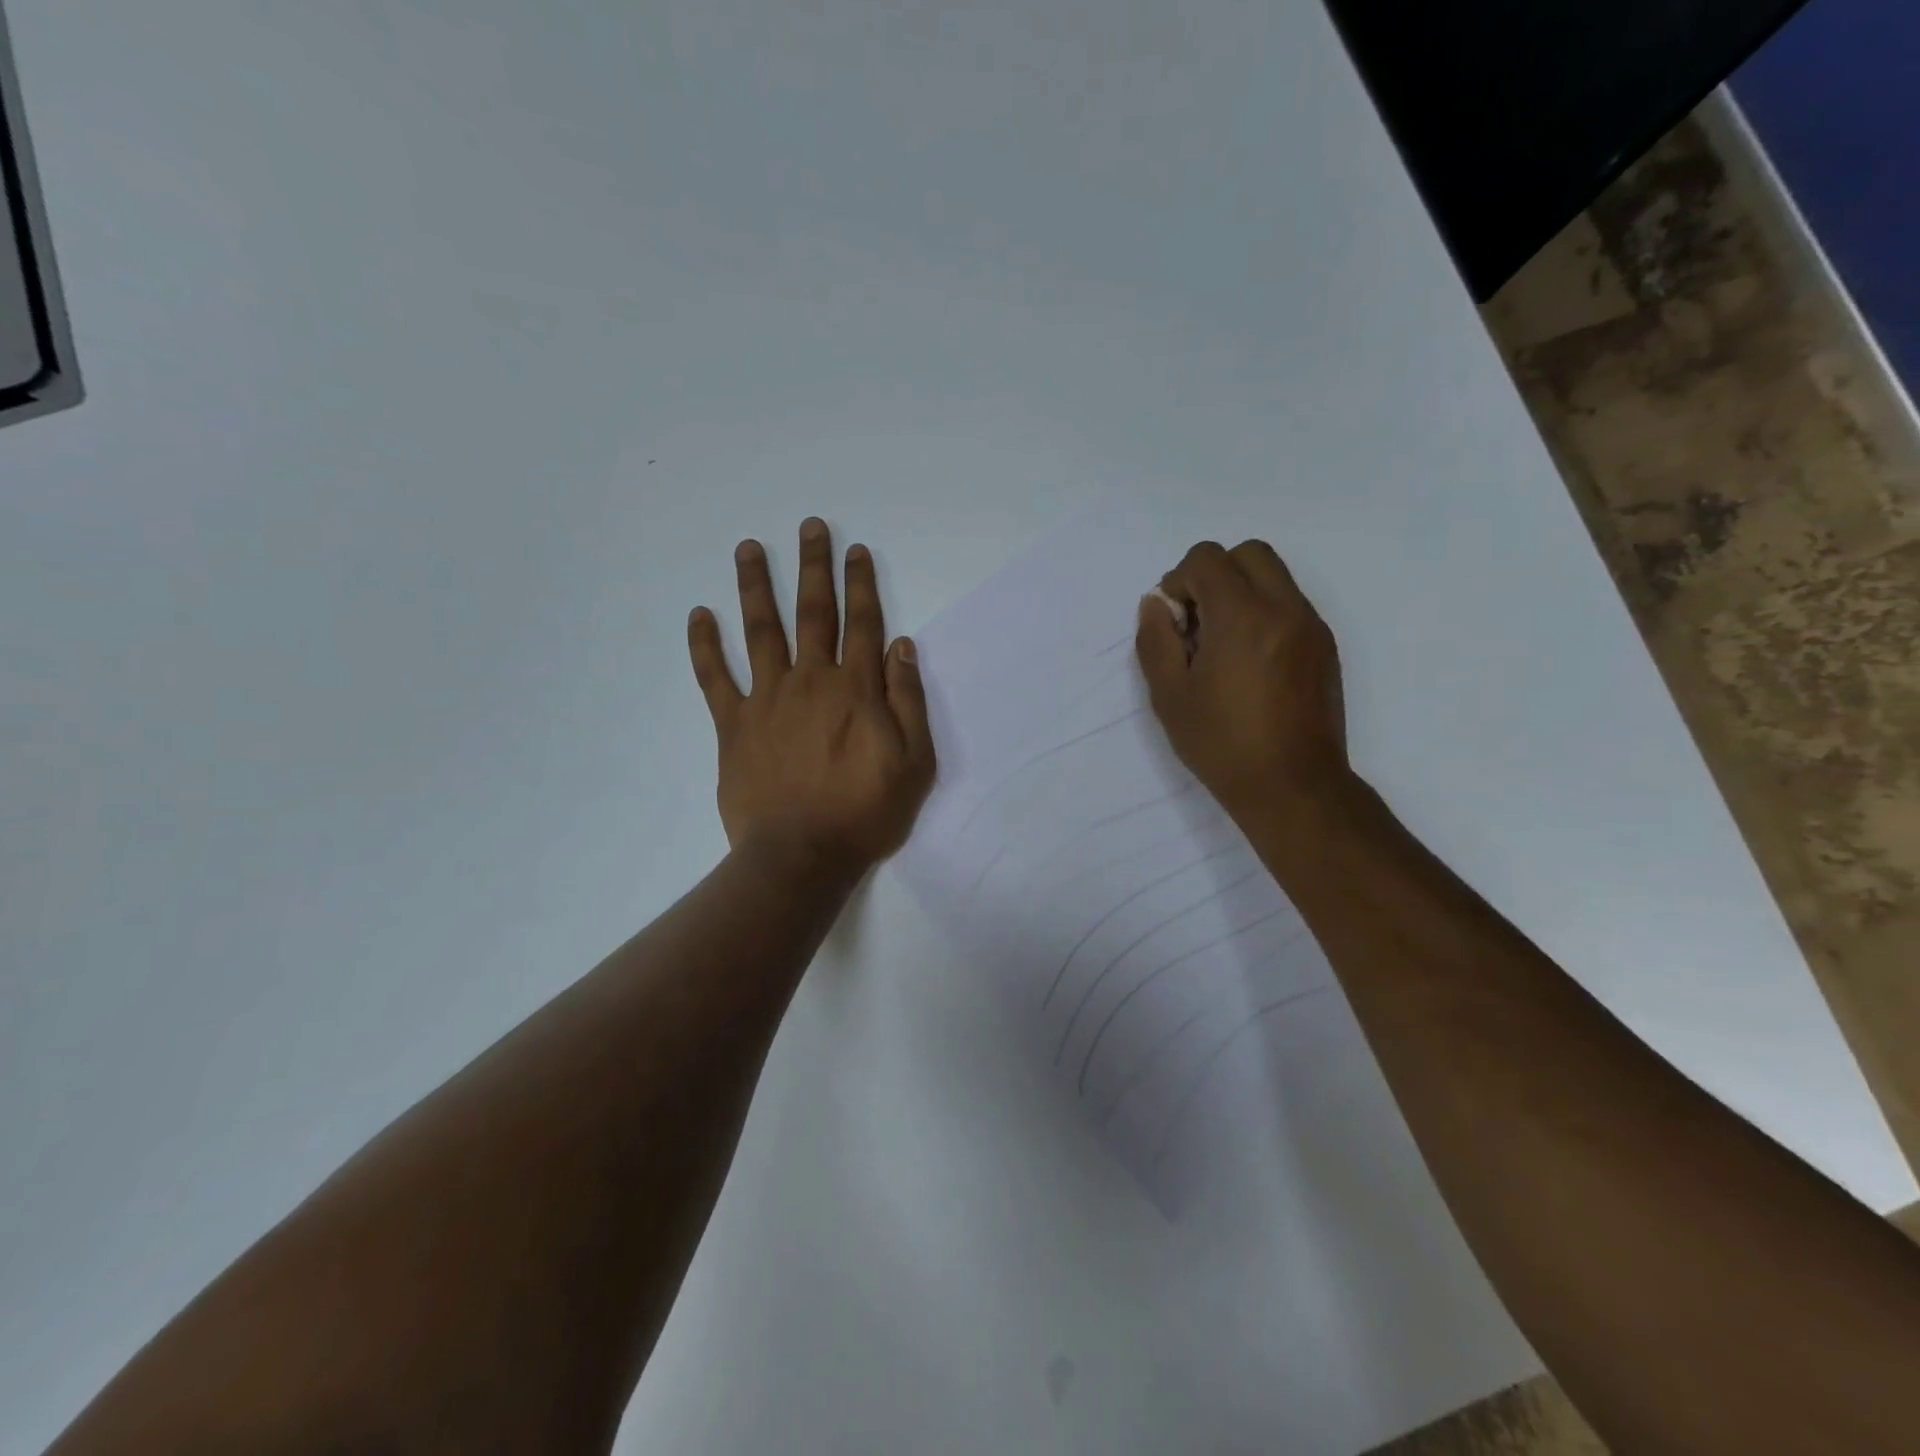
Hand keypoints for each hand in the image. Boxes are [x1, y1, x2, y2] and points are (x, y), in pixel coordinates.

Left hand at [688, 518, 935, 875]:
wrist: (802, 856)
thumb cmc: (866, 813)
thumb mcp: (914, 762)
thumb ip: (908, 700)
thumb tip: (901, 646)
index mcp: (855, 689)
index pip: (862, 623)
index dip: (861, 584)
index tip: (856, 551)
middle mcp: (811, 681)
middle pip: (813, 613)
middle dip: (813, 567)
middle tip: (809, 527)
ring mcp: (767, 699)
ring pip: (761, 631)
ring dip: (756, 586)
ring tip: (749, 548)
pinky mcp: (733, 725)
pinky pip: (714, 678)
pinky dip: (704, 645)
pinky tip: (698, 615)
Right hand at [1135, 539, 1349, 821]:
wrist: (1293, 785)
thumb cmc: (1222, 743)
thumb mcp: (1169, 695)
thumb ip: (1156, 640)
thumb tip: (1156, 603)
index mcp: (1242, 616)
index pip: (1207, 558)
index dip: (1179, 580)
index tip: (1174, 622)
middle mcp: (1284, 608)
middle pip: (1248, 553)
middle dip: (1214, 574)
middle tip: (1197, 622)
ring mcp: (1311, 625)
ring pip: (1274, 576)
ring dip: (1240, 592)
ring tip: (1222, 645)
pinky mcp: (1325, 646)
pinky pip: (1290, 604)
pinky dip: (1264, 613)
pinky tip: (1248, 663)